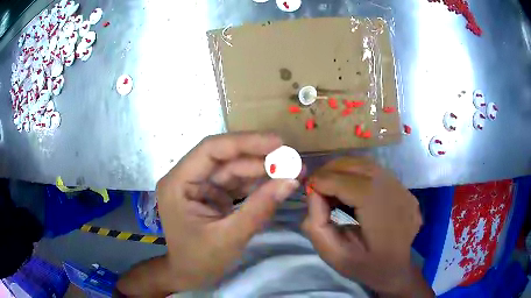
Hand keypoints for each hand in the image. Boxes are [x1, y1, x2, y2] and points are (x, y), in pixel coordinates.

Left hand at [156, 133, 298, 290]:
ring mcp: (199, 185)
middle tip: (293, 160)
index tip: (278, 143)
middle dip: (259, 158)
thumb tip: (291, 180)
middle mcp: (186, 177)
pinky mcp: (211, 194)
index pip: (211, 150)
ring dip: (262, 169)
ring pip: (233, 168)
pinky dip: (257, 182)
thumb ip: (260, 208)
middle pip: (225, 157)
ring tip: (291, 169)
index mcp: (178, 183)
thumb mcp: (229, 237)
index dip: (245, 142)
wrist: (187, 276)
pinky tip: (277, 182)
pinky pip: (235, 182)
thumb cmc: (199, 261)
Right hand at [302, 157, 425, 295]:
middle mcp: (394, 191)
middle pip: (357, 165)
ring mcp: (402, 188)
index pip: (346, 181)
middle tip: (317, 185)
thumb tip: (313, 193)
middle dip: (331, 171)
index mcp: (379, 210)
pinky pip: (377, 172)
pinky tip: (351, 190)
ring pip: (367, 164)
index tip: (308, 189)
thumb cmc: (366, 267)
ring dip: (344, 171)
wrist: (398, 270)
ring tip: (331, 185)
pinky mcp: (404, 189)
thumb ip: (317, 224)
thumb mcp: (334, 255)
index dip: (322, 180)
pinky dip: (359, 175)